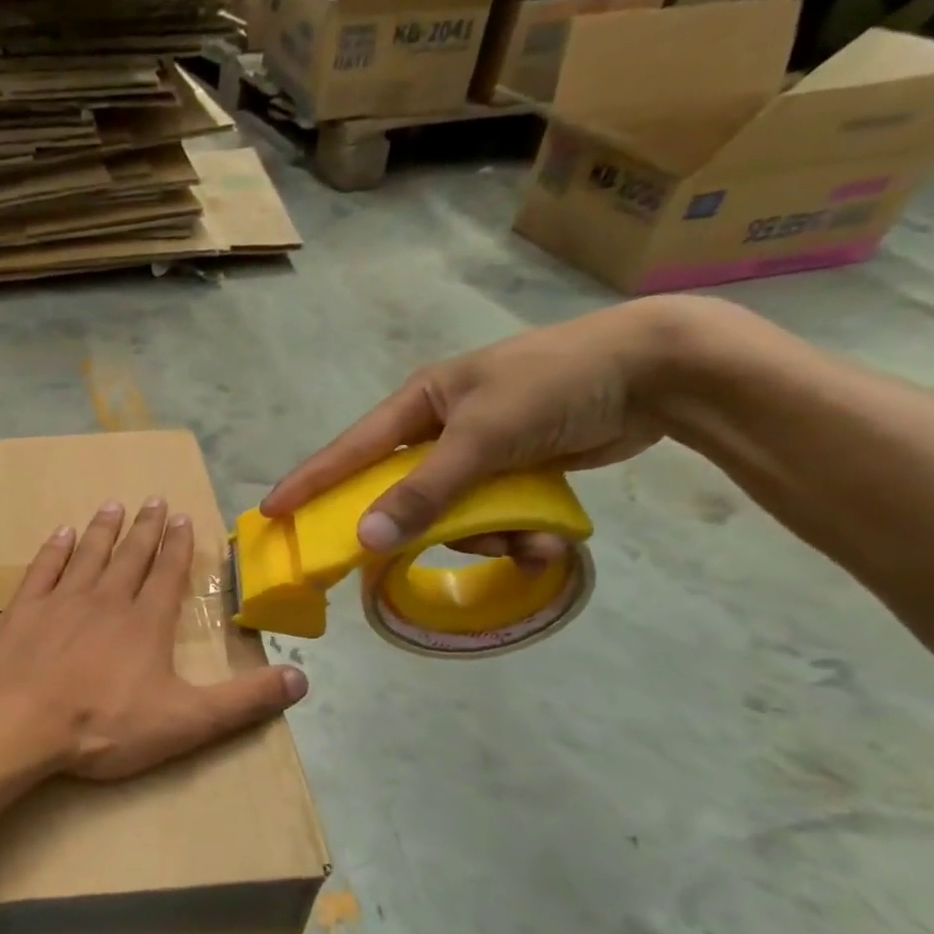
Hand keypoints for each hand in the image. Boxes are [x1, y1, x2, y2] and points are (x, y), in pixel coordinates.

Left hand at [0, 497, 307, 781]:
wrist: (18, 722)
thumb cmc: (103, 724)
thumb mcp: (186, 722)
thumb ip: (244, 701)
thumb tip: (302, 679)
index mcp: (145, 623)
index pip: (167, 575)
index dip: (178, 547)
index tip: (181, 517)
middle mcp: (105, 600)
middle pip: (130, 557)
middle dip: (145, 528)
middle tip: (153, 500)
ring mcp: (60, 602)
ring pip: (88, 555)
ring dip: (103, 530)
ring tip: (112, 505)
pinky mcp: (22, 611)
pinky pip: (42, 570)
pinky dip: (54, 550)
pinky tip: (60, 534)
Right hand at [259, 296, 700, 561]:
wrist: (660, 371)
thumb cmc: (555, 386)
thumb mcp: (483, 437)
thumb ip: (423, 491)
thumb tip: (365, 539)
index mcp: (420, 404)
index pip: (350, 449)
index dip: (310, 482)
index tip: (273, 512)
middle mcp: (440, 429)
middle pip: (401, 492)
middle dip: (419, 526)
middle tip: (393, 562)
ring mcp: (477, 452)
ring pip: (451, 514)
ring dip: (485, 538)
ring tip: (527, 545)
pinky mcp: (513, 472)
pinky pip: (491, 517)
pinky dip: (515, 535)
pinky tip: (548, 543)